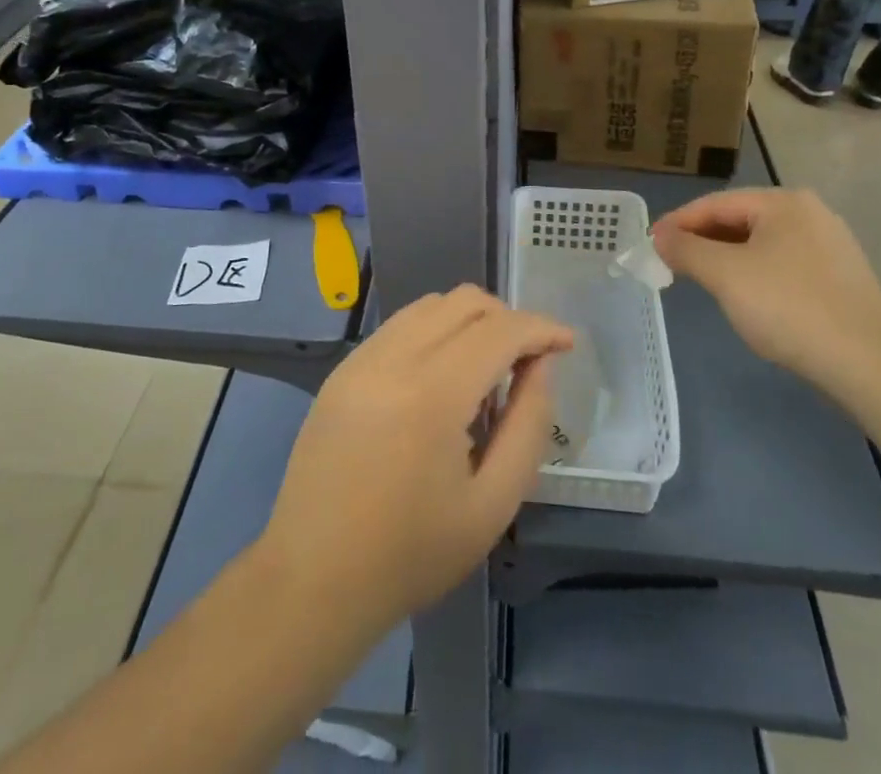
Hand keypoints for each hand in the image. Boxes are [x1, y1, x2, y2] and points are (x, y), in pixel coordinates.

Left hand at [263, 286, 572, 629]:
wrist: (313, 579)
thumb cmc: (412, 553)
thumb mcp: (493, 504)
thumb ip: (527, 425)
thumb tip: (542, 365)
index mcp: (433, 394)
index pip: (499, 330)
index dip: (540, 328)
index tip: (567, 343)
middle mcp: (393, 358)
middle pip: (464, 302)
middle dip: (508, 318)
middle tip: (528, 359)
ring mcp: (361, 358)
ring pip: (430, 305)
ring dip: (470, 319)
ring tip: (487, 365)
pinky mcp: (342, 369)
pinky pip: (400, 325)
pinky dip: (435, 330)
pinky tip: (442, 373)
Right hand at [652, 188, 880, 402]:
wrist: (873, 365)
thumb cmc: (790, 308)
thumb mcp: (725, 275)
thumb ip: (686, 250)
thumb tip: (660, 236)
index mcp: (784, 202)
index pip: (715, 203)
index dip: (677, 222)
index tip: (649, 245)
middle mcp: (809, 214)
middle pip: (739, 220)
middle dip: (702, 241)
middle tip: (671, 263)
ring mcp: (830, 247)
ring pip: (761, 244)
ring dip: (726, 259)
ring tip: (702, 281)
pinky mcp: (841, 279)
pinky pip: (783, 265)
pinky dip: (754, 275)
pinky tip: (746, 299)